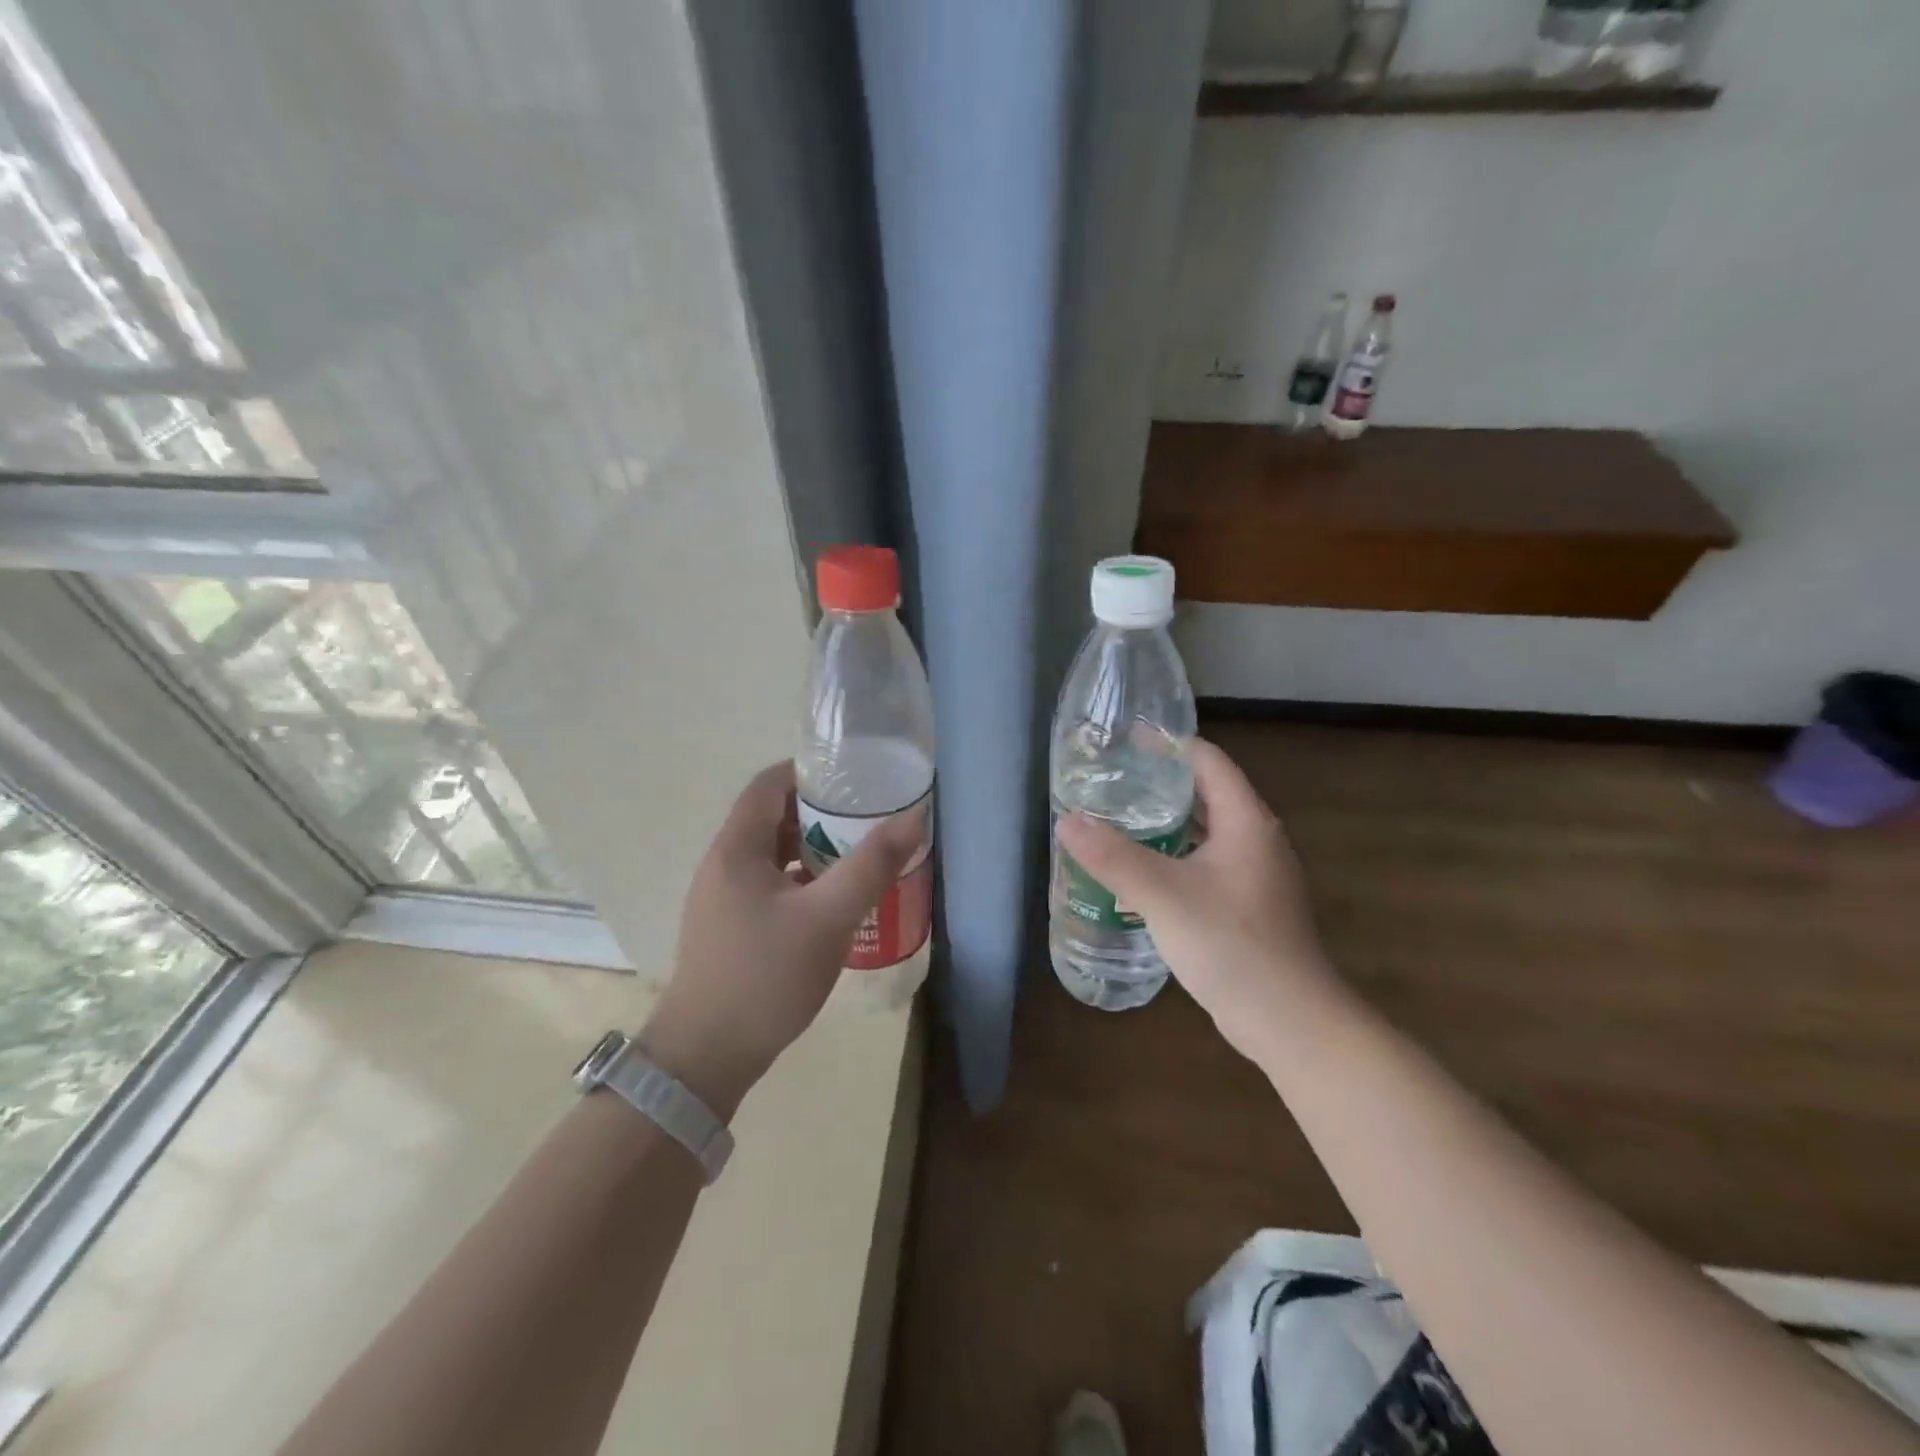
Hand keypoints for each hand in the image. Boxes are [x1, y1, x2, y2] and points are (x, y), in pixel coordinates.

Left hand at [641, 761, 924, 1117]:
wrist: (706, 1057)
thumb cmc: (765, 977)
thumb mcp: (827, 917)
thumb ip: (871, 866)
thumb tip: (913, 816)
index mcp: (737, 849)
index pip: (769, 784)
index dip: (809, 772)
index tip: (854, 777)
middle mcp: (724, 865)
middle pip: (773, 817)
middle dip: (821, 812)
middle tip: (868, 818)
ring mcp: (724, 898)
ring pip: (774, 855)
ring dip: (814, 849)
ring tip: (859, 855)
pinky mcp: (731, 927)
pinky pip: (771, 885)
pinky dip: (803, 880)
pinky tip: (834, 901)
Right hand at [1056, 739, 1336, 1061]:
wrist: (1290, 1022)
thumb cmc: (1231, 946)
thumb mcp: (1164, 896)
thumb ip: (1114, 856)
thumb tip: (1067, 821)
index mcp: (1246, 821)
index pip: (1207, 760)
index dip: (1167, 745)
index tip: (1123, 742)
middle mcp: (1256, 839)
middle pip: (1206, 792)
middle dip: (1159, 783)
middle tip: (1110, 782)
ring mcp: (1256, 874)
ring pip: (1205, 831)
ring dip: (1165, 822)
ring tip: (1117, 820)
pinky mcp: (1249, 905)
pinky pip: (1206, 862)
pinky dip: (1175, 855)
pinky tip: (1142, 871)